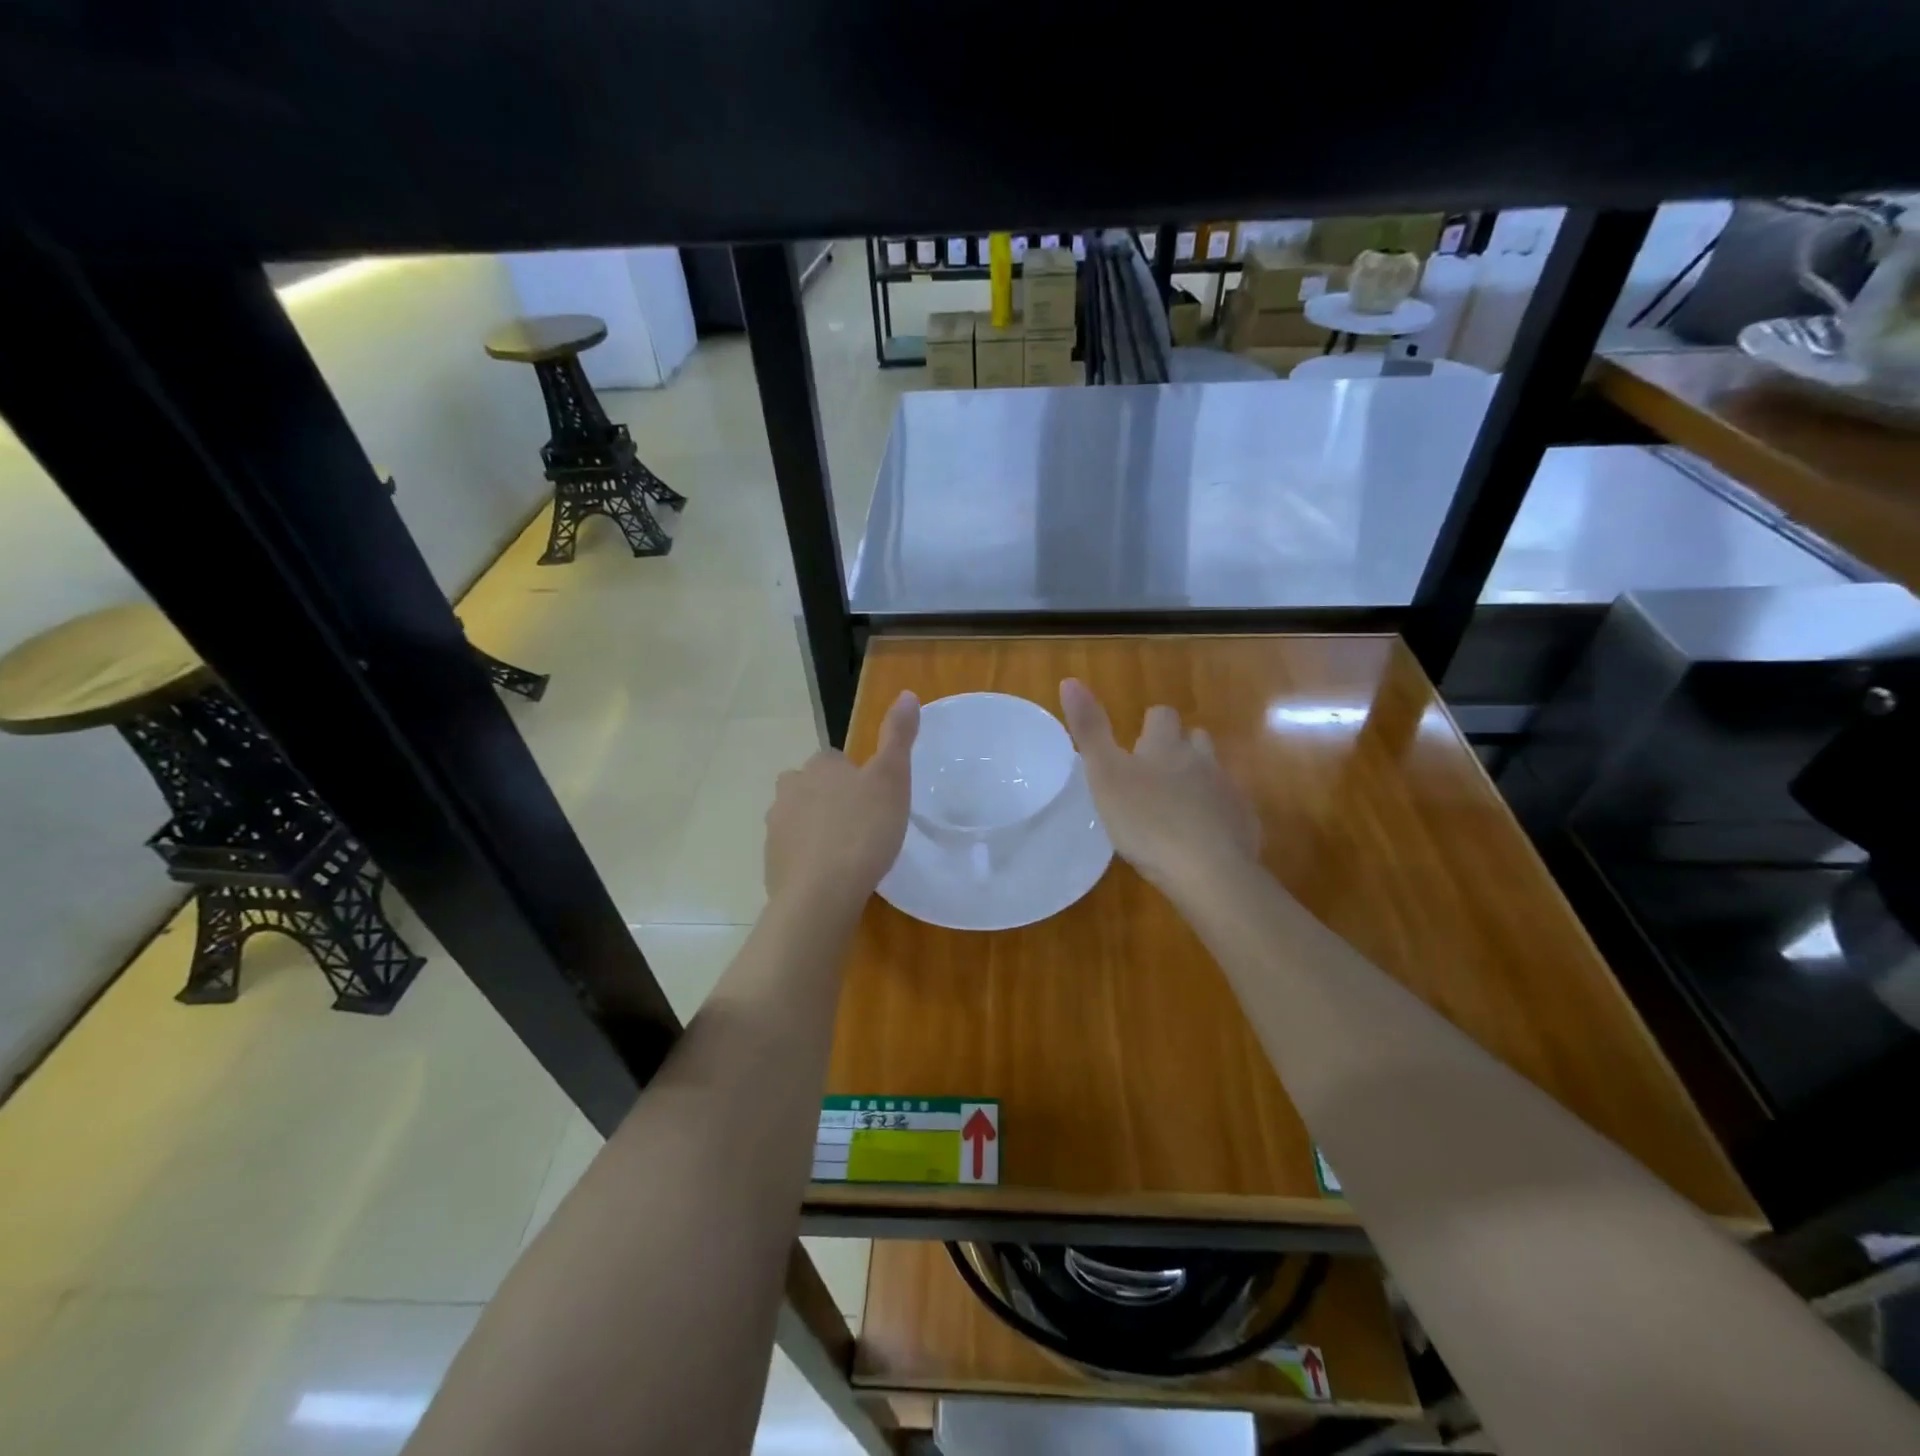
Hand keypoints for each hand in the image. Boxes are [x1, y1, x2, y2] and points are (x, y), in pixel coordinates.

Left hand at [764, 691, 919, 909]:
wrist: (821, 894)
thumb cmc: (863, 830)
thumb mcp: (892, 778)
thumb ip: (898, 736)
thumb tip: (907, 693)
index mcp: (819, 766)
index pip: (835, 760)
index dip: (856, 778)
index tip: (875, 799)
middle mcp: (790, 789)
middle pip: (812, 787)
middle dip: (831, 801)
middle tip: (863, 826)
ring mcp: (776, 827)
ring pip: (800, 819)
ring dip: (818, 829)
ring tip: (848, 854)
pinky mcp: (771, 862)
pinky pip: (794, 853)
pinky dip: (809, 859)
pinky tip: (831, 877)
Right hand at [1060, 678, 1260, 893]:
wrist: (1208, 870)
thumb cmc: (1146, 821)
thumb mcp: (1104, 775)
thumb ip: (1090, 730)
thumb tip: (1070, 681)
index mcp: (1166, 746)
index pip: (1161, 715)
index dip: (1149, 725)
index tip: (1135, 747)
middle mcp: (1202, 759)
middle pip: (1194, 739)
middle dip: (1178, 749)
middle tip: (1154, 777)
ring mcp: (1228, 790)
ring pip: (1213, 772)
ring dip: (1198, 780)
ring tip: (1176, 806)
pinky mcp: (1244, 822)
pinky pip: (1229, 808)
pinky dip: (1215, 814)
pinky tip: (1200, 838)